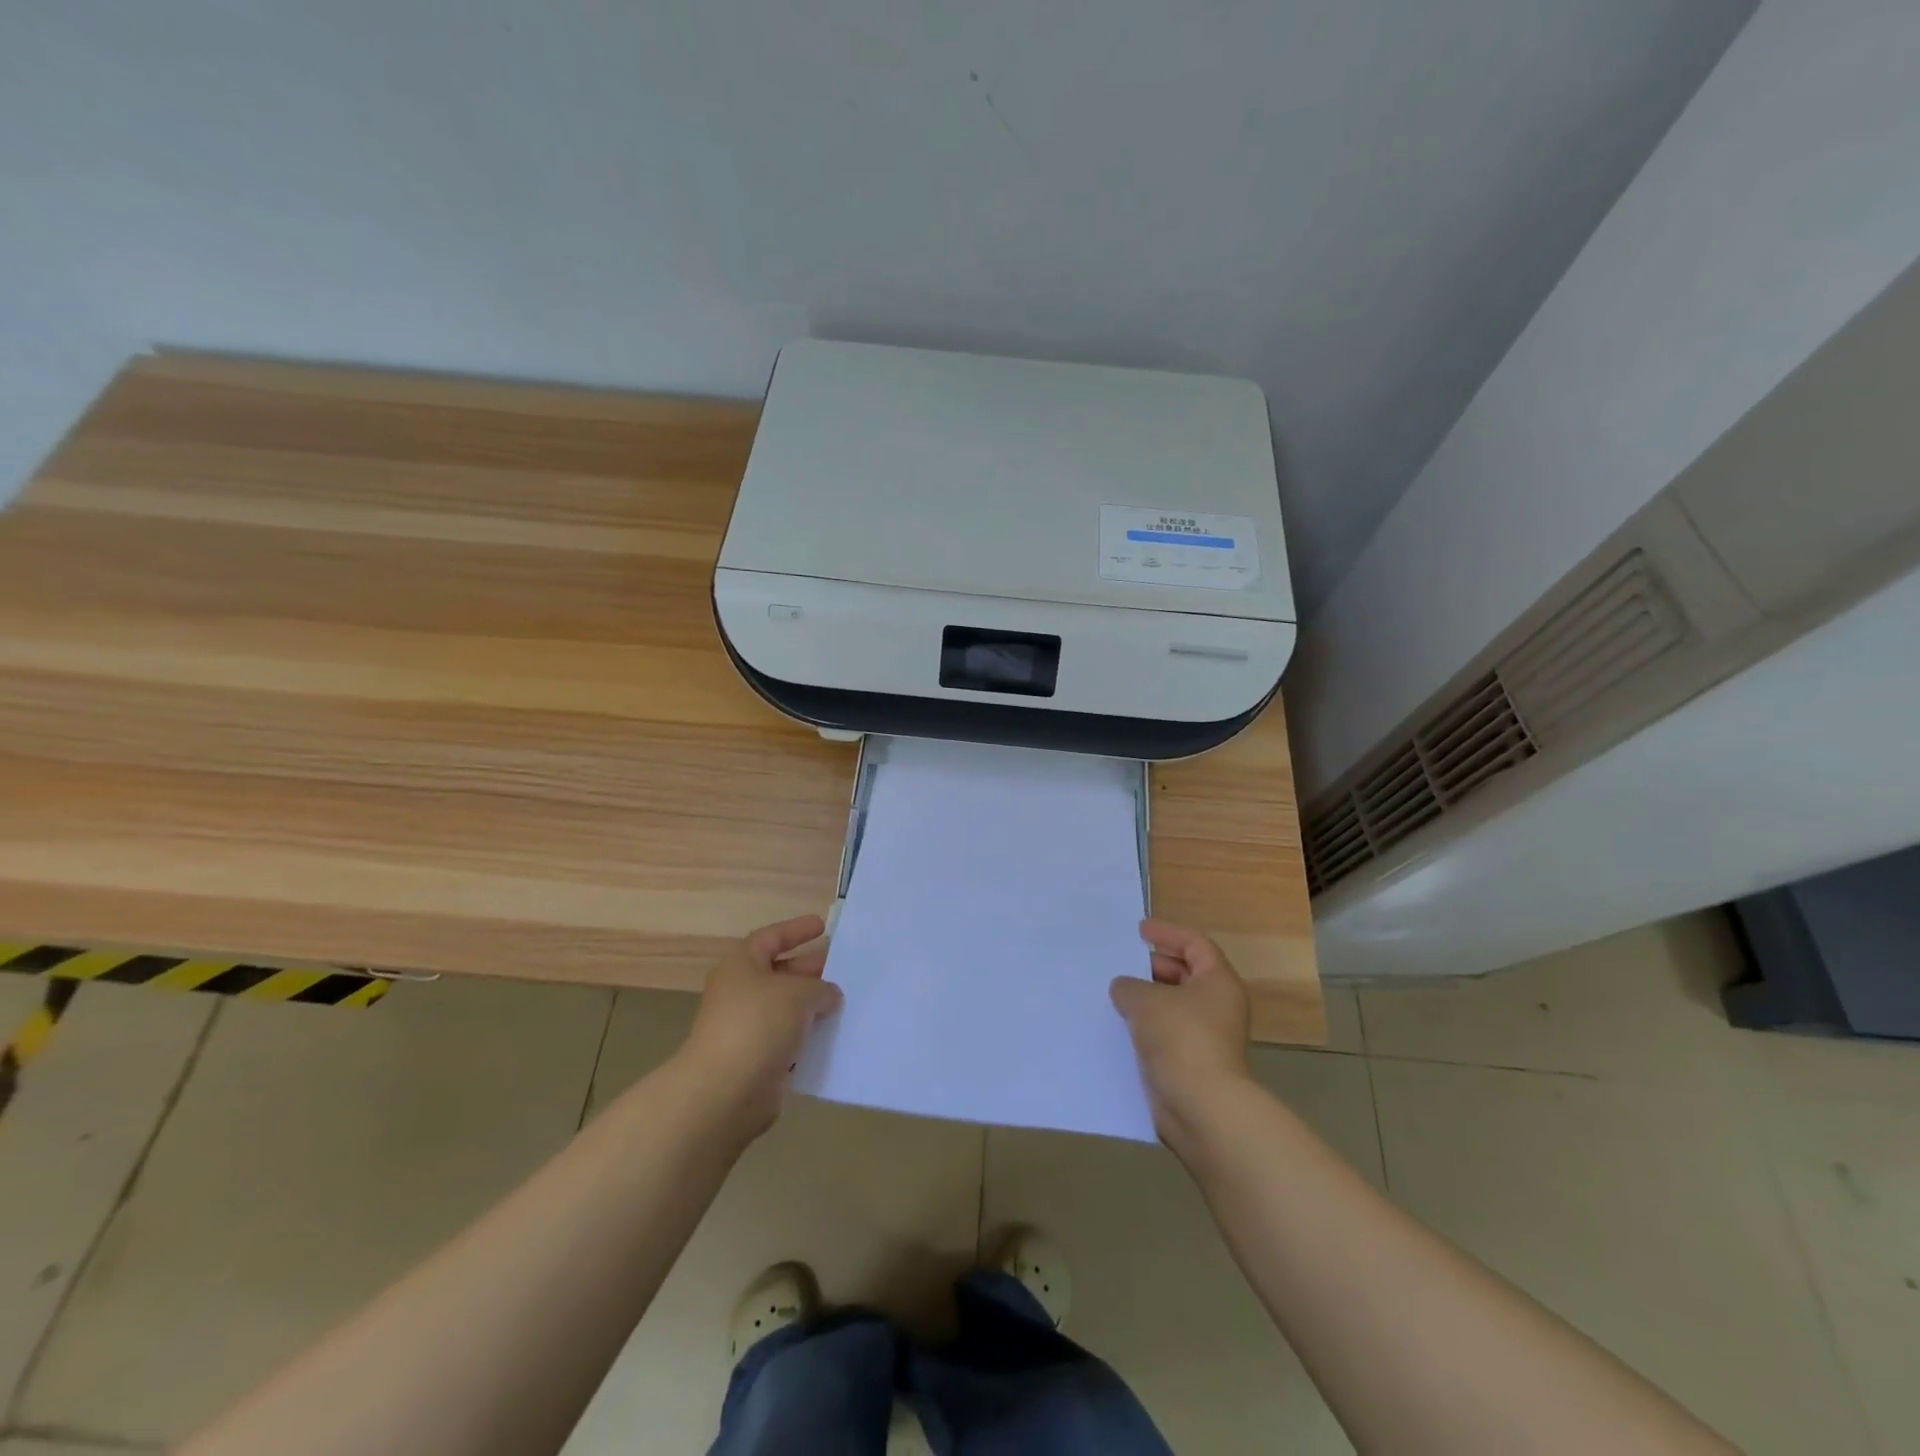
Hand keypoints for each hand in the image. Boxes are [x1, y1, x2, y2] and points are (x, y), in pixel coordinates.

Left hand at [678, 915, 842, 1136]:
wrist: (723, 1093)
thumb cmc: (757, 1025)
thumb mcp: (798, 993)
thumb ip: (820, 987)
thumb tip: (828, 994)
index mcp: (742, 965)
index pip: (771, 938)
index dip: (796, 930)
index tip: (823, 926)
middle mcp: (741, 993)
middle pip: (780, 972)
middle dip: (812, 969)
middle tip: (844, 966)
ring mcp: (747, 1028)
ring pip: (787, 1008)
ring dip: (813, 1005)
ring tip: (847, 1001)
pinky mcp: (756, 1060)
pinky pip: (788, 1039)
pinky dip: (809, 1036)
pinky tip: (835, 1036)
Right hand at [1110, 919, 1252, 1143]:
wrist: (1202, 1108)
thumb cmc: (1181, 1039)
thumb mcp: (1146, 1000)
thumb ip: (1129, 986)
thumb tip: (1124, 988)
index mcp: (1218, 982)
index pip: (1195, 944)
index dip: (1167, 933)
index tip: (1139, 931)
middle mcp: (1218, 1006)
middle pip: (1185, 975)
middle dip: (1152, 968)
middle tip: (1120, 965)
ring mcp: (1206, 1037)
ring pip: (1172, 1007)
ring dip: (1145, 1000)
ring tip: (1112, 995)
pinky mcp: (1191, 1064)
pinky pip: (1165, 1035)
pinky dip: (1144, 1027)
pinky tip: (1117, 1027)